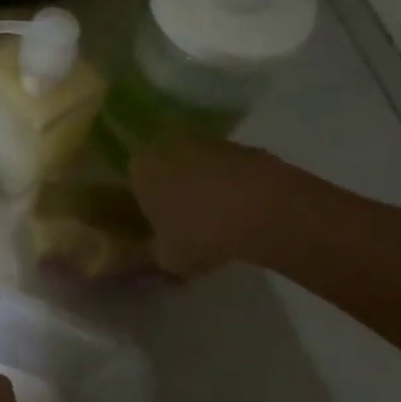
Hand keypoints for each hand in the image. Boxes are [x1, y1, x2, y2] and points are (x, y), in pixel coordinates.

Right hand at [129, 136, 322, 276]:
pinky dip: (238, 187)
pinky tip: (251, 213)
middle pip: (169, 170)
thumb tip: (163, 250)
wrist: (263, 209)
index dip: (151, 207)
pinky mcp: (244, 147)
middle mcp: (168, 147)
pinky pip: (233, 170)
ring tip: (227, 222)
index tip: (166, 228)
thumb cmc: (201, 232)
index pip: (137, 184)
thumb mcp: (171, 258)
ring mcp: (209, 143)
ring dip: (210, 187)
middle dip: (180, 192)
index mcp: (141, 169)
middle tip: (195, 223)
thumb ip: (161, 252)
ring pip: (202, 167)